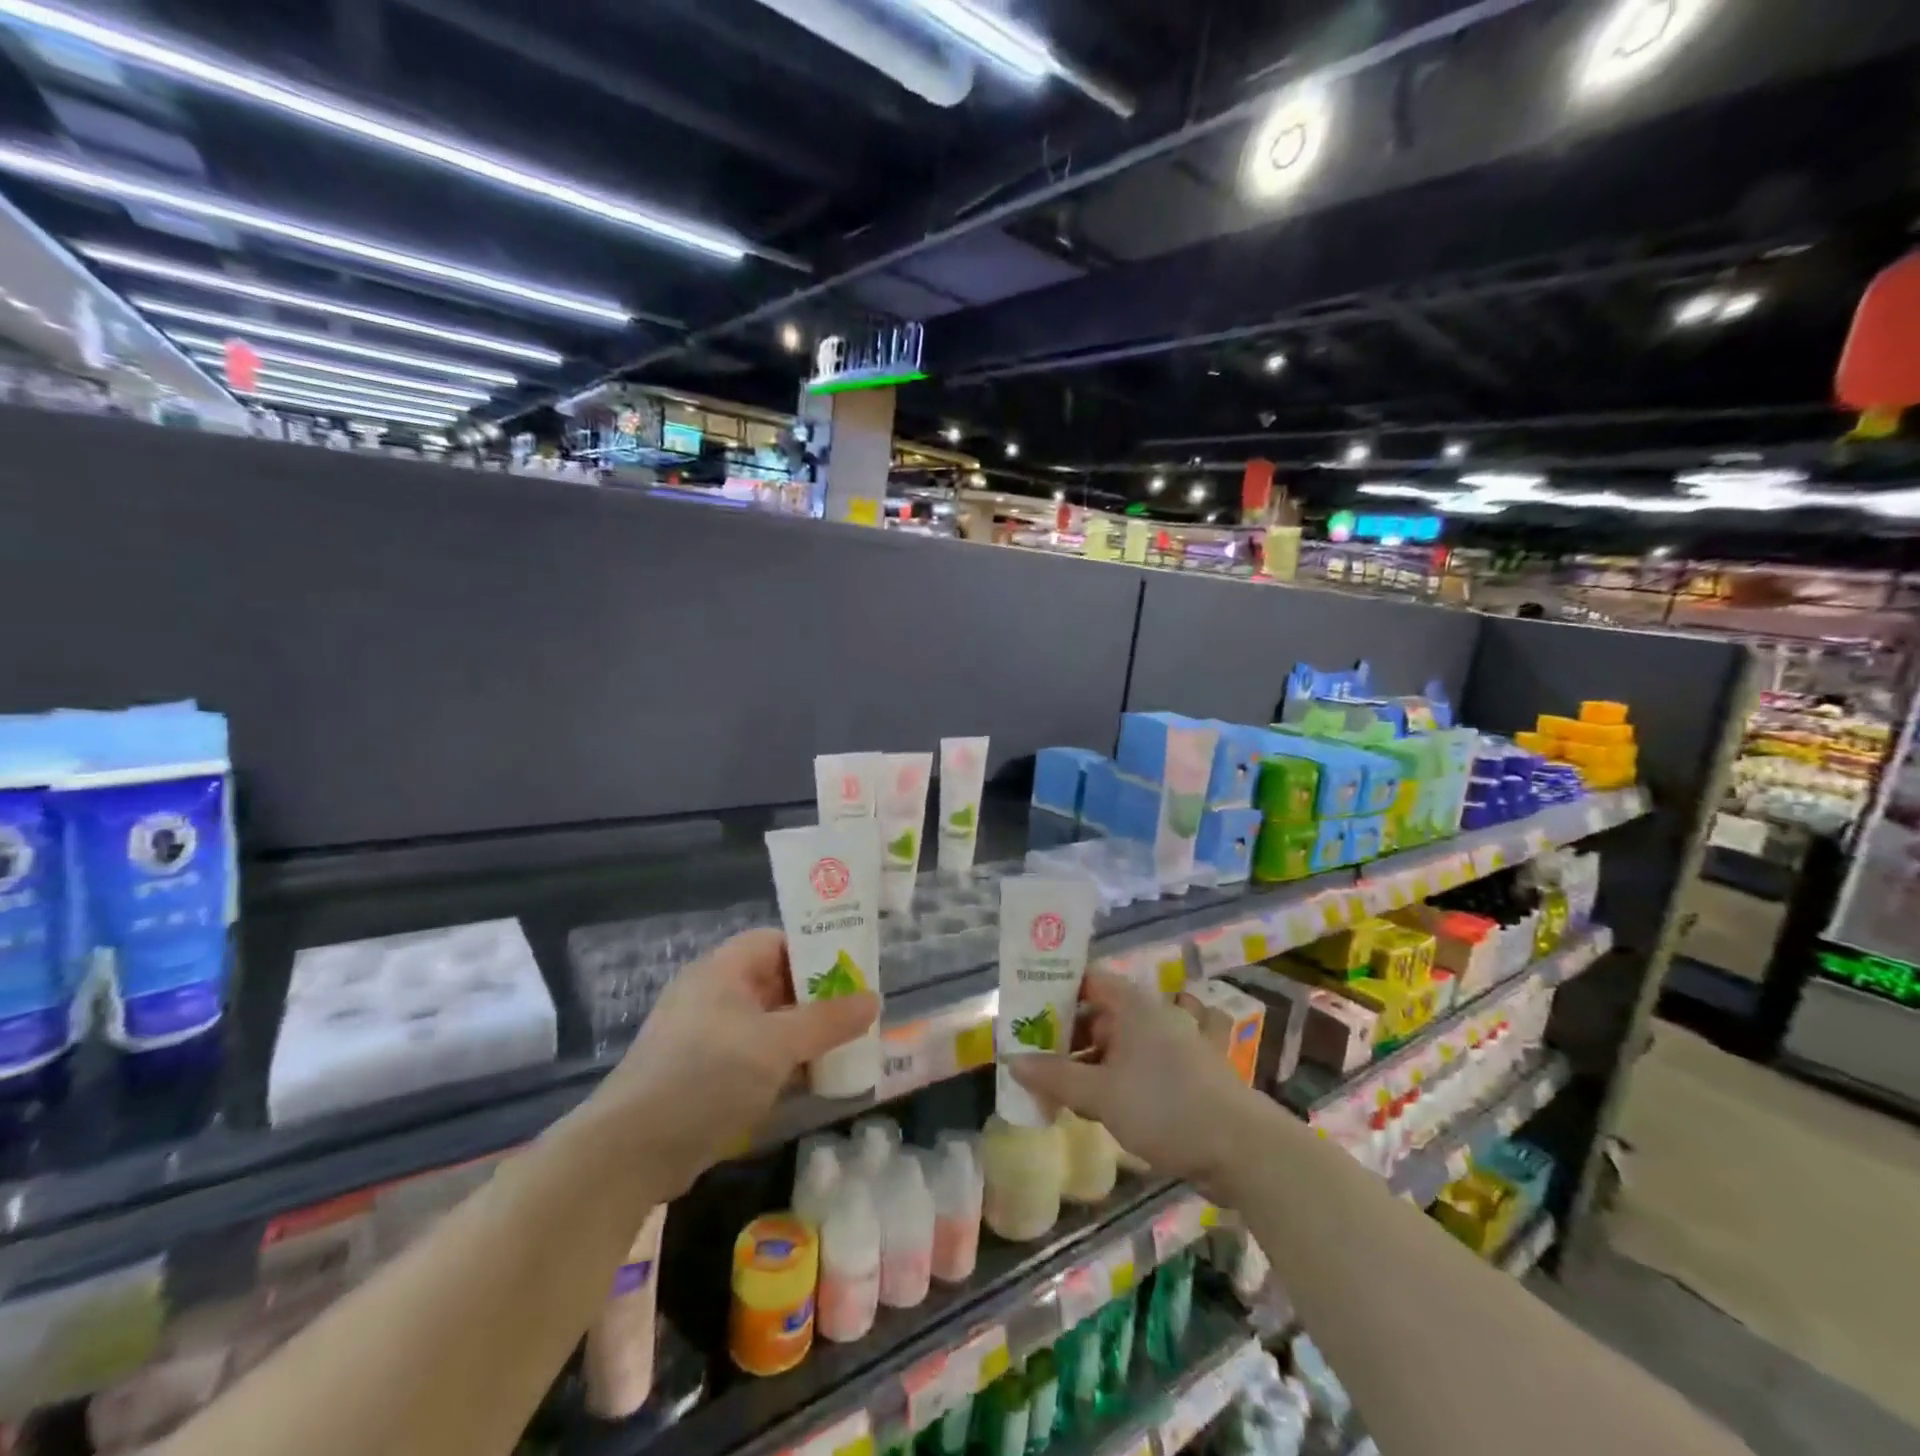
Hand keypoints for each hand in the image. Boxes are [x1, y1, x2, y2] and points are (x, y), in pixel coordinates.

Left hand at [600, 929, 879, 1194]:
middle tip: (858, 1014)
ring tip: (845, 1048)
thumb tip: (874, 1000)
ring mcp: (705, 1038)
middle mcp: (713, 995)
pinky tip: (811, 1081)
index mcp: (722, 970)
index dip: (815, 951)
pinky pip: (753, 1057)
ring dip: (803, 1036)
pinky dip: (782, 1064)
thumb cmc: (706, 1076)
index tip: (853, 972)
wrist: (629, 1153)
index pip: (777, 942)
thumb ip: (828, 1021)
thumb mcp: (776, 1044)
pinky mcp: (702, 1077)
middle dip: (817, 999)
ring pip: (767, 1024)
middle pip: (775, 983)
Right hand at [1010, 969, 1263, 1192]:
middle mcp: (1154, 1014)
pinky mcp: (1188, 1072)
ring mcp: (1174, 1042)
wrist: (1243, 1149)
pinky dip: (1118, 1075)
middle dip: (1068, 1034)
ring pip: (1120, 1040)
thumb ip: (1055, 1078)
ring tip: (1062, 1087)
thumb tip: (1013, 1062)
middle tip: (1037, 1058)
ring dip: (1091, 1060)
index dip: (1056, 991)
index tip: (1028, 1013)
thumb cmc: (1166, 1107)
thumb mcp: (1101, 1095)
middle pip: (1100, 1012)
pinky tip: (1100, 1102)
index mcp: (1133, 1005)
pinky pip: (1141, 1063)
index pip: (1087, 979)